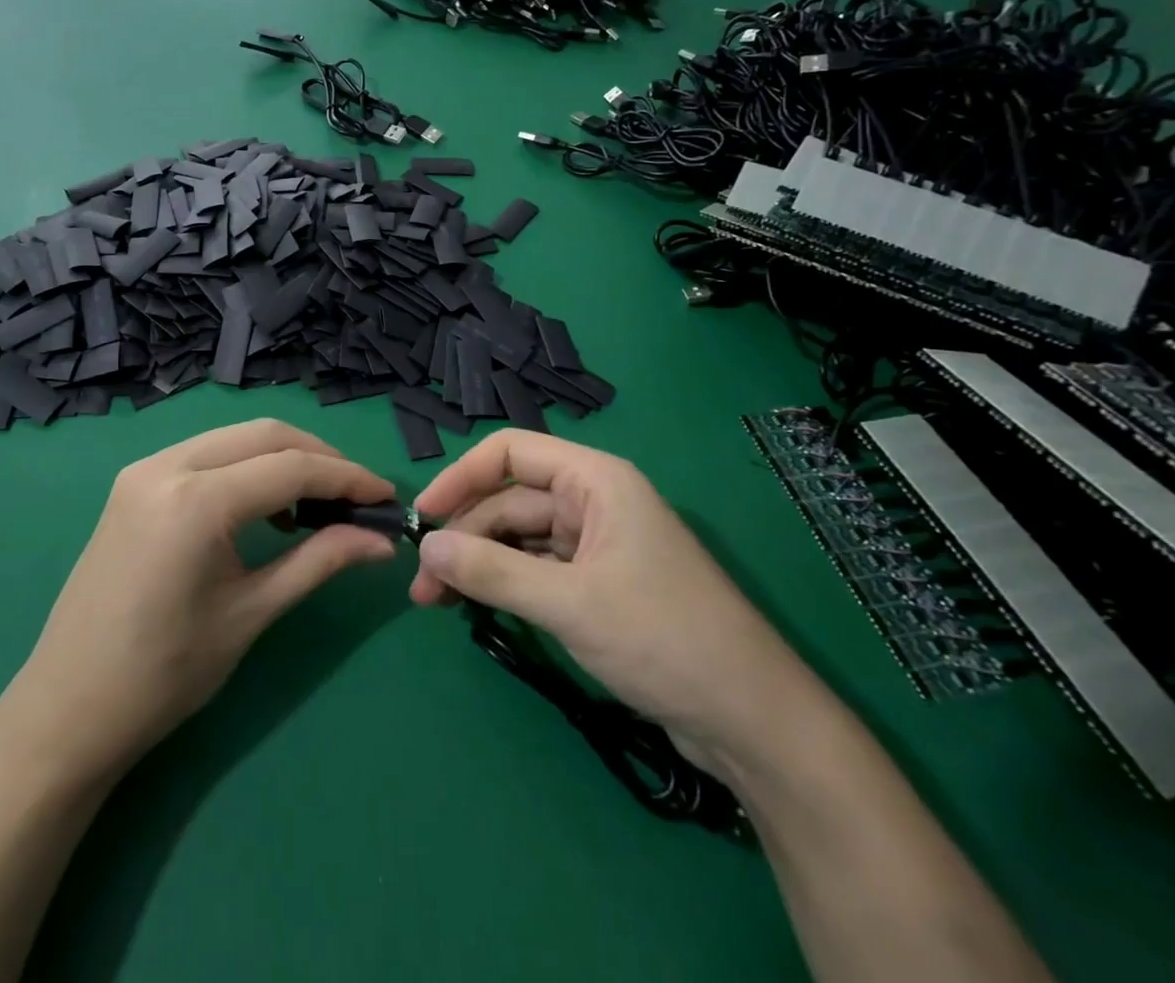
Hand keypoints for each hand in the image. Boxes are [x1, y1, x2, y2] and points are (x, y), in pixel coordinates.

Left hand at [0, 420, 396, 787]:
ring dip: (282, 458)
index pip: (290, 468)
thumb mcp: (251, 614)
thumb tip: (380, 541)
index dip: (346, 477)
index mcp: (196, 500)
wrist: (67, 710)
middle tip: (356, 495)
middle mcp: (167, 466)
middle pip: (264, 435)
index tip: (385, 496)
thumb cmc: (164, 676)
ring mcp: (144, 469)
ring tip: (317, 502)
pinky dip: (244, 467)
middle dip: (318, 457)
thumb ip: (319, 561)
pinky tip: (264, 506)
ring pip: (233, 438)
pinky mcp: (133, 483)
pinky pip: (204, 454)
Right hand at [408, 430, 813, 770]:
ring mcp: (597, 544)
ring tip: (437, 601)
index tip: (423, 516)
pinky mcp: (599, 584)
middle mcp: (593, 501)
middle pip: (510, 500)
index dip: (461, 477)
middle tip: (423, 584)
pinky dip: (505, 583)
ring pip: (519, 538)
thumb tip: (426, 548)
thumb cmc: (663, 639)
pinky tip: (476, 606)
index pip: (511, 452)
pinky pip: (537, 569)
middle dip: (464, 536)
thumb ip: (493, 571)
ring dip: (478, 563)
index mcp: (595, 480)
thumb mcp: (569, 603)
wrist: (752, 721)